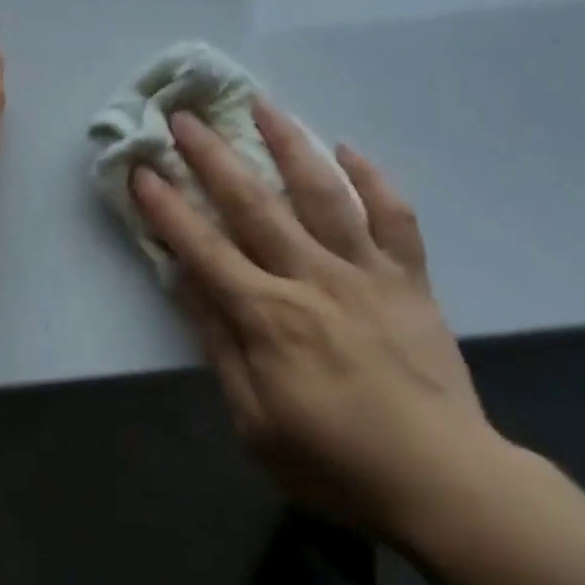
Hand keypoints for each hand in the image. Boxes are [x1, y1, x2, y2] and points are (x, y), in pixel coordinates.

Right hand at [130, 102, 500, 536]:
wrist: (442, 480)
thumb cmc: (335, 462)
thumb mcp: (254, 422)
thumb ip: (218, 345)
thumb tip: (183, 282)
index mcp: (268, 316)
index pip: (204, 248)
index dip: (168, 207)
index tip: (142, 169)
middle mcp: (313, 277)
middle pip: (254, 204)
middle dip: (213, 157)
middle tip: (185, 116)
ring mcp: (366, 271)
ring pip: (323, 192)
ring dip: (290, 144)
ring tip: (263, 105)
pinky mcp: (409, 277)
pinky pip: (394, 216)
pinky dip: (373, 178)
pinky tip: (350, 149)